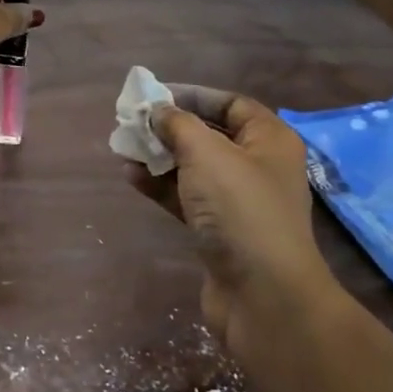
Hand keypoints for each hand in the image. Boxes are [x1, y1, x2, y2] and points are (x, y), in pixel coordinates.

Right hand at [125, 85, 335, 355]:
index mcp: (269, 140)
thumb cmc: (240, 209)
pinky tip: (131, 178)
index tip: (155, 96)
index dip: (193, 95)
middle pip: (209, 135)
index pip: (231, 104)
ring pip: (193, 168)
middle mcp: (258, 166)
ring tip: (123, 149)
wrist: (263, 295)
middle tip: (131, 123)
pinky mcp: (220, 231)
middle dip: (169, 128)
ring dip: (159, 157)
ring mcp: (239, 202)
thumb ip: (177, 124)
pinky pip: (186, 198)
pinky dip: (160, 186)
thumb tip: (157, 111)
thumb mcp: (206, 154)